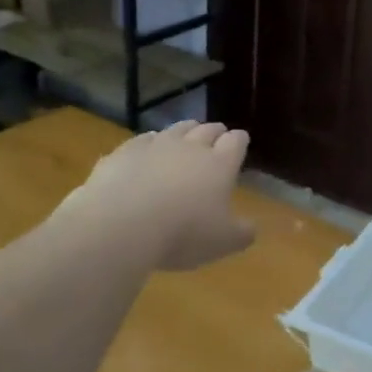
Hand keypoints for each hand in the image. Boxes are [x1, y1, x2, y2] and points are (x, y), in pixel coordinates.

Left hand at [59, 121, 256, 271]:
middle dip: (215, 132)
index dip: (239, 141)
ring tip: (186, 136)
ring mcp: (155, 146)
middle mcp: (190, 147)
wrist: (121, 225)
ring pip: (176, 129)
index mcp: (220, 165)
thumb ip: (242, 233)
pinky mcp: (124, 152)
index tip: (241, 141)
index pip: (236, 142)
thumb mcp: (223, 243)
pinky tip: (147, 150)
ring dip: (185, 131)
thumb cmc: (182, 233)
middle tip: (217, 136)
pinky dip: (149, 143)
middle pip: (207, 129)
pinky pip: (142, 140)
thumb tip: (251, 229)